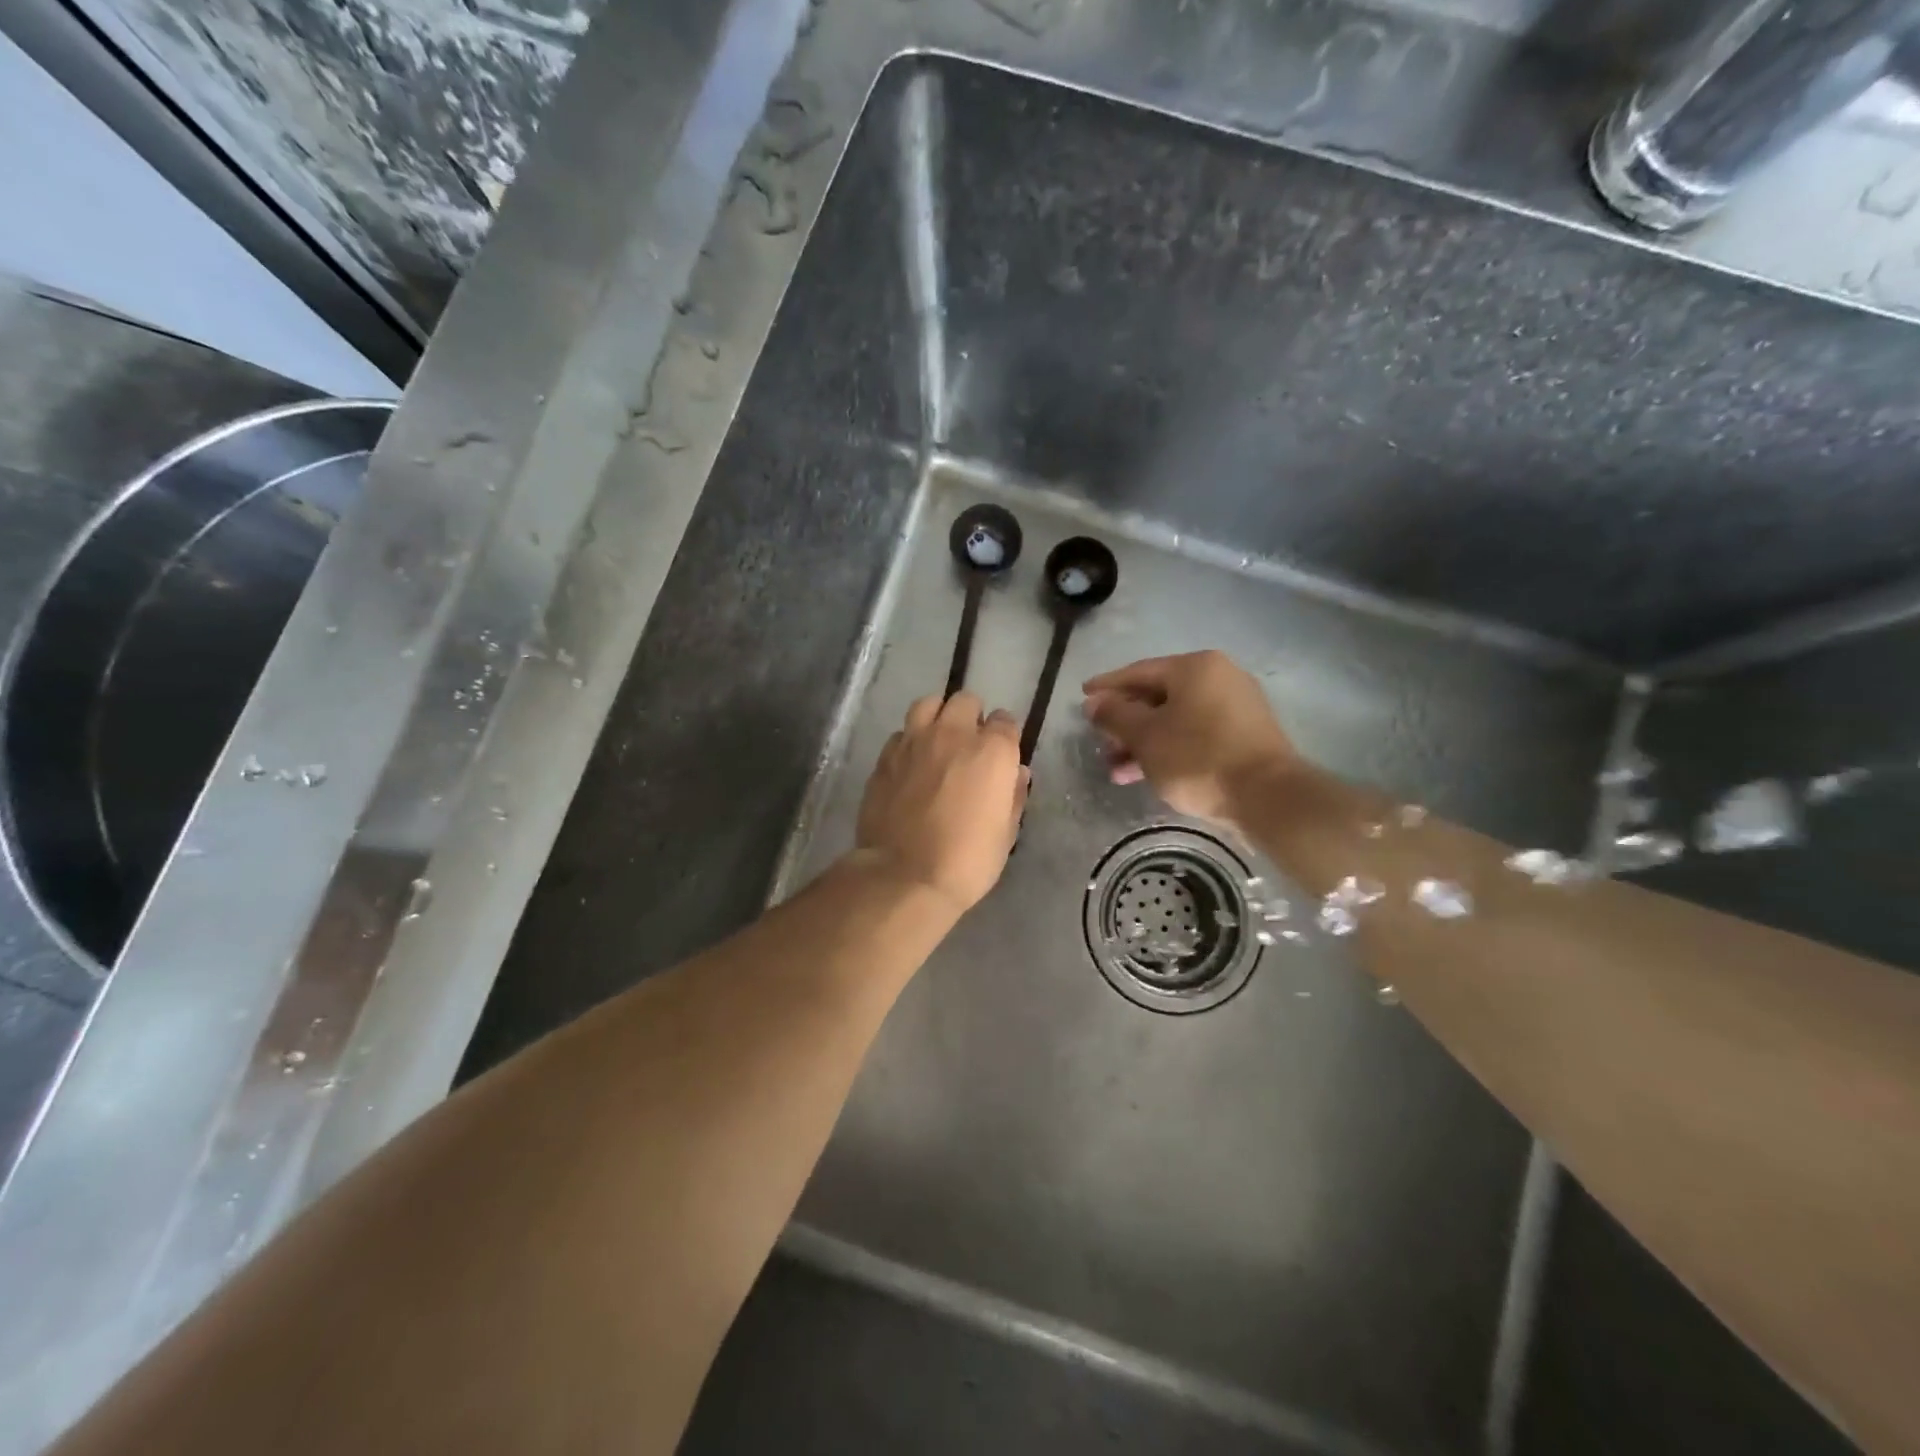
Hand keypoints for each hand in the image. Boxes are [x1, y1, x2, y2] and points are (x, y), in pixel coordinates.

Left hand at [855, 692, 1029, 915]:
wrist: (904, 875)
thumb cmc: (968, 860)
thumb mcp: (1006, 833)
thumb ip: (1013, 795)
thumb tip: (1016, 773)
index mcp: (991, 751)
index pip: (1005, 722)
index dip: (1004, 737)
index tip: (1001, 756)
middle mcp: (953, 734)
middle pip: (966, 701)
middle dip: (972, 717)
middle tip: (970, 745)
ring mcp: (914, 741)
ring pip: (928, 704)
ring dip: (938, 716)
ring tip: (938, 740)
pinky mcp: (885, 756)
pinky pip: (902, 733)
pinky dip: (910, 741)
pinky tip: (911, 763)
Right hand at [1082, 651, 1300, 824]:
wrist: (1267, 797)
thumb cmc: (1198, 758)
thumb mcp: (1146, 737)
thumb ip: (1115, 716)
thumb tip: (1093, 702)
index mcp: (1195, 667)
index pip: (1139, 671)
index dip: (1107, 686)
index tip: (1082, 696)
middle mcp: (1219, 677)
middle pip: (1158, 696)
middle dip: (1125, 723)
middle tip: (1100, 742)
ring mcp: (1236, 707)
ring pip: (1175, 720)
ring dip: (1143, 743)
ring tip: (1116, 771)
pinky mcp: (1244, 735)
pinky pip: (1194, 735)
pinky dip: (1168, 750)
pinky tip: (1145, 774)